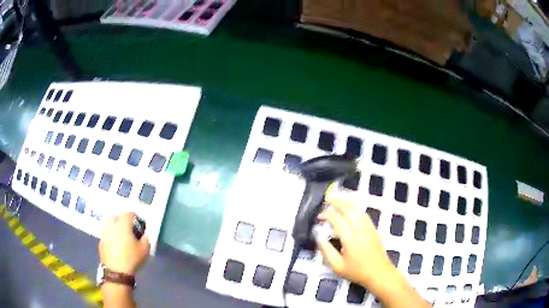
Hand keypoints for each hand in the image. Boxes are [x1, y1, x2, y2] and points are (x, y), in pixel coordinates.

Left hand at [99, 212, 149, 274]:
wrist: (116, 271)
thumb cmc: (132, 258)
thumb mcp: (145, 250)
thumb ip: (145, 239)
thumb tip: (143, 235)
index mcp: (123, 224)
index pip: (128, 213)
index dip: (134, 215)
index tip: (138, 222)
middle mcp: (112, 225)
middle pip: (115, 215)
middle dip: (120, 218)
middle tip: (127, 226)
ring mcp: (104, 234)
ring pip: (108, 224)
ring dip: (113, 226)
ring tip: (120, 234)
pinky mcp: (101, 243)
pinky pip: (105, 235)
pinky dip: (110, 236)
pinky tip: (115, 244)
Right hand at [316, 193, 393, 288]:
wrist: (379, 274)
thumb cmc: (357, 272)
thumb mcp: (337, 266)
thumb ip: (326, 250)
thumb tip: (318, 235)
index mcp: (350, 239)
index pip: (337, 219)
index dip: (327, 215)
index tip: (318, 217)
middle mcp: (361, 230)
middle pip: (349, 209)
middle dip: (337, 201)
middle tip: (326, 198)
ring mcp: (369, 228)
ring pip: (358, 209)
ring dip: (347, 202)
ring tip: (337, 199)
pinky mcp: (374, 229)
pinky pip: (364, 214)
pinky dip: (355, 208)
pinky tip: (350, 208)